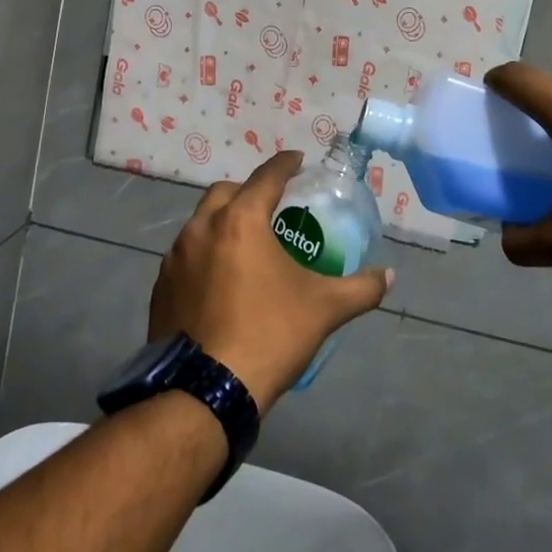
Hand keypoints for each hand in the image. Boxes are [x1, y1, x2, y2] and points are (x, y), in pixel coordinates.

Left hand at [151, 151, 393, 411]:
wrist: (205, 390)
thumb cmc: (269, 335)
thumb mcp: (324, 310)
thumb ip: (361, 288)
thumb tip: (390, 276)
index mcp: (240, 221)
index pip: (267, 177)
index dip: (285, 164)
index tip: (298, 160)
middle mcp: (201, 228)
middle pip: (227, 193)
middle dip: (249, 191)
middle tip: (272, 207)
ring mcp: (175, 257)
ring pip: (201, 223)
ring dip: (223, 222)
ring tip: (246, 244)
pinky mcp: (161, 286)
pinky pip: (185, 255)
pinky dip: (204, 254)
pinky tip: (219, 279)